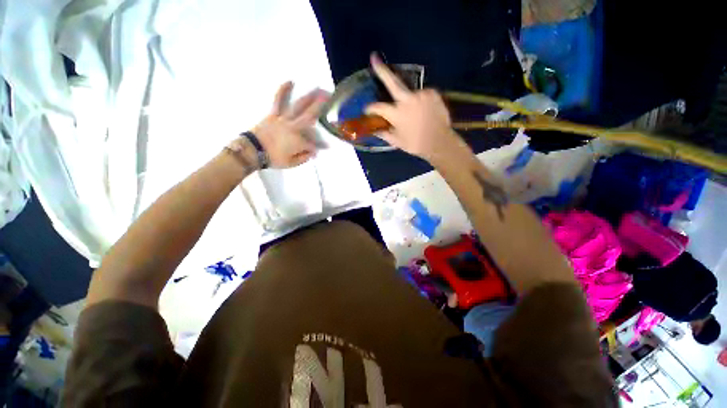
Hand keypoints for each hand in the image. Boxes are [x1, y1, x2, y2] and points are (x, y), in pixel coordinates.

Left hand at [252, 82, 328, 168]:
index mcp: (299, 141)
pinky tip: (290, 82)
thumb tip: (313, 152)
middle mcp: (294, 127)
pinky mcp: (274, 114)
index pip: (314, 144)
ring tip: (318, 88)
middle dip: (322, 107)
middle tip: (331, 97)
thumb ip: (304, 157)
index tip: (326, 147)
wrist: (252, 151)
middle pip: (311, 115)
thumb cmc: (273, 158)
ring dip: (309, 97)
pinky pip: (278, 101)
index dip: (320, 146)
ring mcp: (284, 118)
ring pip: (298, 106)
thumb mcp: (291, 163)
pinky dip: (283, 91)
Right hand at [365, 53, 460, 162]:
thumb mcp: (397, 141)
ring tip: (415, 114)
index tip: (367, 110)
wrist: (439, 142)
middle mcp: (407, 100)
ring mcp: (421, 94)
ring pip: (410, 93)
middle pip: (392, 82)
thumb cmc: (415, 144)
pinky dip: (420, 101)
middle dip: (382, 70)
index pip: (378, 107)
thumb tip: (374, 130)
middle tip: (374, 57)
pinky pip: (422, 94)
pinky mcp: (432, 93)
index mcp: (396, 114)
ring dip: (409, 100)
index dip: (370, 108)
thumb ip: (384, 134)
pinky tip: (424, 110)